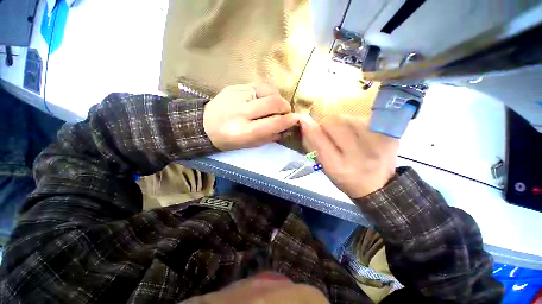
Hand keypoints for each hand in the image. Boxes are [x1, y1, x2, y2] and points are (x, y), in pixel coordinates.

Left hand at [204, 83, 298, 150]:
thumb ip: (269, 136)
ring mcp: (236, 95)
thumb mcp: (249, 144)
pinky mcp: (234, 86)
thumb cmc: (228, 140)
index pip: (273, 123)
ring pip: (268, 90)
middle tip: (285, 112)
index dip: (288, 120)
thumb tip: (286, 128)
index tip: (295, 119)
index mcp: (244, 131)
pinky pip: (259, 85)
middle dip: (285, 107)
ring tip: (274, 105)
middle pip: (273, 102)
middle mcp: (240, 111)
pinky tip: (263, 99)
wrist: (203, 125)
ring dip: (277, 98)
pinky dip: (267, 92)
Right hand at [300, 114, 398, 197]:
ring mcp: (377, 143)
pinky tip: (359, 135)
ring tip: (346, 135)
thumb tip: (306, 124)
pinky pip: (363, 119)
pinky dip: (356, 124)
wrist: (380, 187)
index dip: (310, 127)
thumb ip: (315, 147)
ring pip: (348, 118)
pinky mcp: (389, 136)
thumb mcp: (326, 168)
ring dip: (341, 123)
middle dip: (327, 124)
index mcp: (338, 167)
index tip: (304, 120)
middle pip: (334, 122)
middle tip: (330, 132)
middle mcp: (358, 155)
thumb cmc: (346, 179)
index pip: (319, 139)